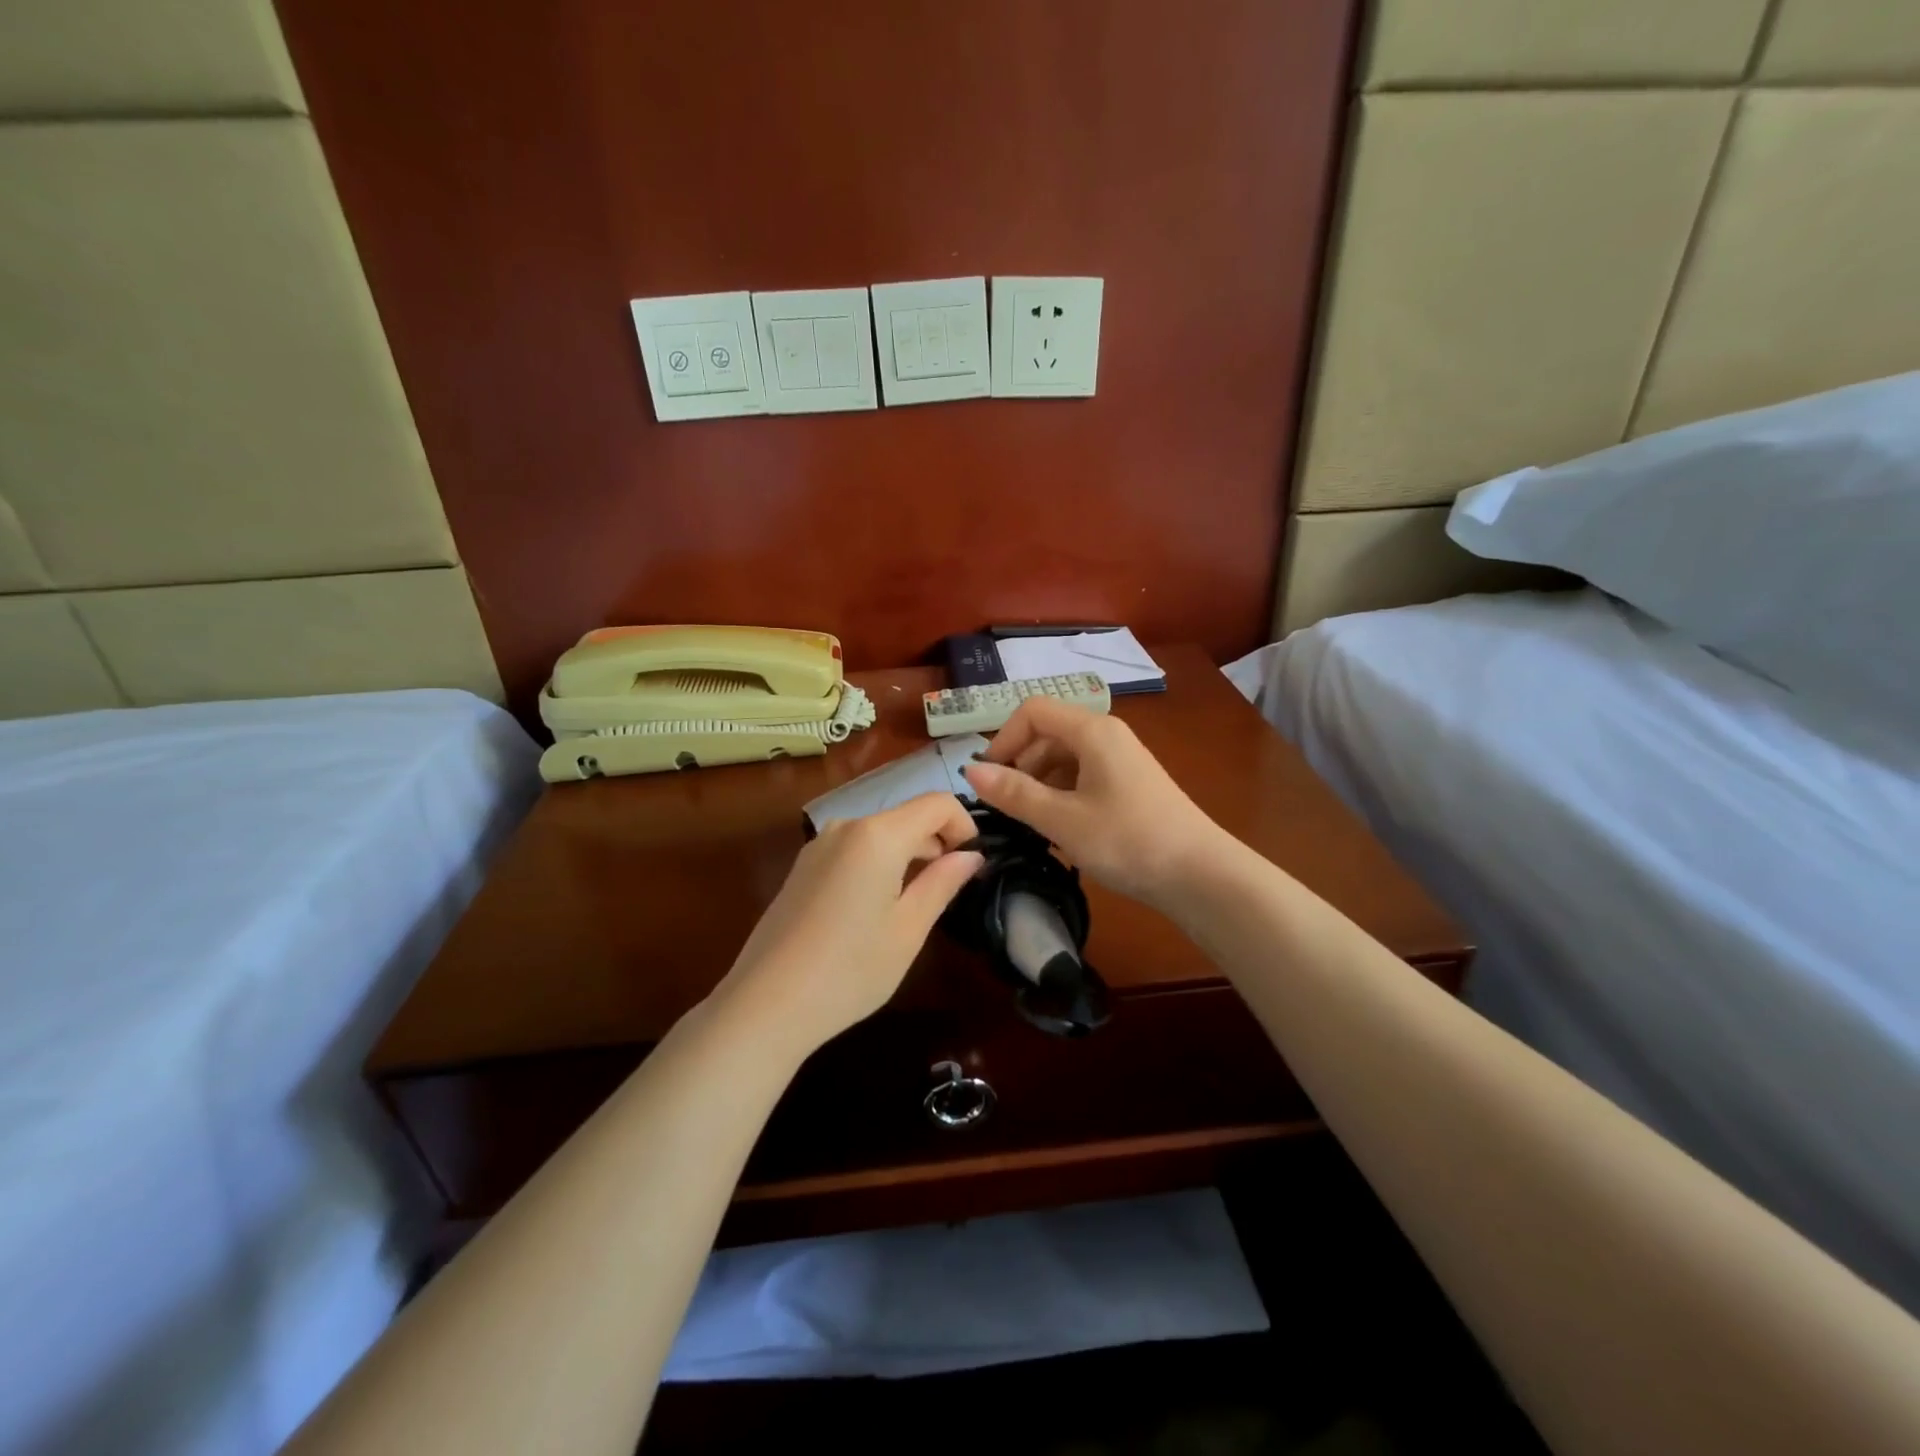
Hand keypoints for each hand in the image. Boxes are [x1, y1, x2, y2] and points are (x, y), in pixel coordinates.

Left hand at [713, 793, 983, 1056]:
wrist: (766, 1004)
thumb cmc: (850, 970)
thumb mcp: (909, 929)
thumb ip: (943, 883)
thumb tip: (972, 856)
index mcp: (878, 835)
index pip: (937, 803)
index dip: (965, 825)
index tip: (973, 864)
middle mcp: (846, 826)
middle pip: (907, 817)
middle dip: (937, 844)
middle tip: (951, 892)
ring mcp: (819, 845)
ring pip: (880, 834)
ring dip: (908, 856)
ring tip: (914, 907)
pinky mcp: (802, 867)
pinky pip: (854, 850)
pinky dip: (878, 865)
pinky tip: (874, 912)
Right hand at [961, 698, 1226, 908]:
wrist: (1200, 875)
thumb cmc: (1128, 840)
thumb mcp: (1063, 819)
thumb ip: (1014, 794)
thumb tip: (969, 771)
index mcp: (1092, 731)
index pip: (1033, 711)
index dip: (1003, 739)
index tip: (989, 780)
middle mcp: (1107, 735)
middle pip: (1048, 733)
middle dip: (1020, 765)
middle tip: (1007, 809)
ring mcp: (1120, 759)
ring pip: (1064, 757)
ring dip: (1039, 784)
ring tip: (1031, 824)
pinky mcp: (1128, 784)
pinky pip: (1082, 776)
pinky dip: (1062, 795)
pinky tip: (1059, 829)